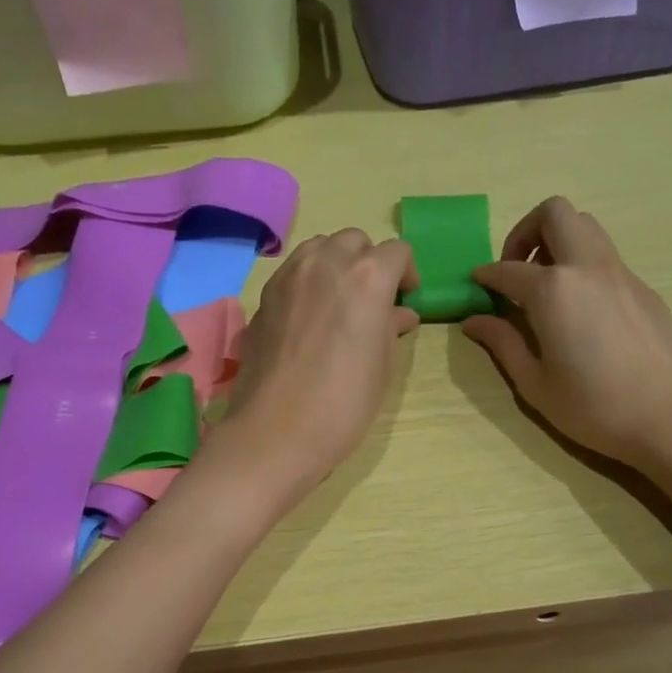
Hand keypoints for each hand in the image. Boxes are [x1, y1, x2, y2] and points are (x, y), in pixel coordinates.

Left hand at [214, 229, 419, 500]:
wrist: (275, 432)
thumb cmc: (343, 405)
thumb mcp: (382, 368)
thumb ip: (390, 328)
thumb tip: (398, 313)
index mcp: (367, 277)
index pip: (397, 252)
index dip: (407, 274)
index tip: (405, 301)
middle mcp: (326, 263)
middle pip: (355, 240)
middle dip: (369, 262)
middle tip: (373, 301)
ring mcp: (289, 276)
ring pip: (319, 248)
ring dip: (336, 265)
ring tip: (340, 303)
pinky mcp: (264, 296)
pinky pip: (293, 271)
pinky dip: (308, 281)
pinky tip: (309, 318)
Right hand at [462, 197, 671, 478]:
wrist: (670, 416)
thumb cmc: (594, 407)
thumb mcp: (535, 384)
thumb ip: (503, 344)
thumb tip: (474, 321)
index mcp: (553, 291)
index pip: (508, 269)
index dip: (486, 275)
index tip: (476, 286)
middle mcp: (587, 268)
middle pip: (555, 214)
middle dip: (526, 231)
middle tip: (516, 270)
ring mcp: (621, 274)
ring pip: (586, 227)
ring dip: (558, 241)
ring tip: (546, 286)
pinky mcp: (643, 288)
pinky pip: (606, 258)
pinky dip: (583, 266)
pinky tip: (580, 311)